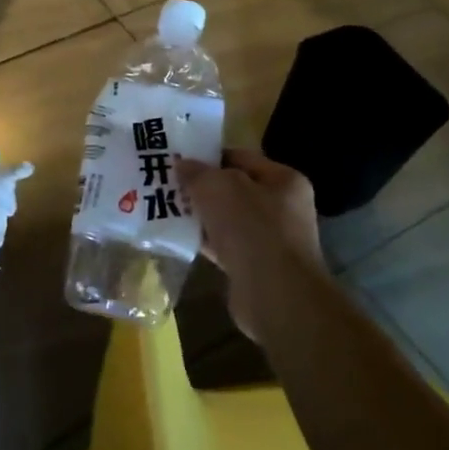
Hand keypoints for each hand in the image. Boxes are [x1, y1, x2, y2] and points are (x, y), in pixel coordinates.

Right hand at [179, 149, 324, 343]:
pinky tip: (178, 237)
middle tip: (166, 183)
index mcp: (283, 180)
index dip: (209, 155)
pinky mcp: (254, 266)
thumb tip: (182, 165)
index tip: (177, 158)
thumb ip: (198, 172)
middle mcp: (282, 207)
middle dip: (201, 187)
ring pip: (226, 218)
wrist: (274, 294)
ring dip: (200, 215)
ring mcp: (269, 239)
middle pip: (233, 189)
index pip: (241, 158)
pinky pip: (223, 245)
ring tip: (165, 208)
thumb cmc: (252, 228)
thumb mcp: (218, 187)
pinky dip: (203, 240)